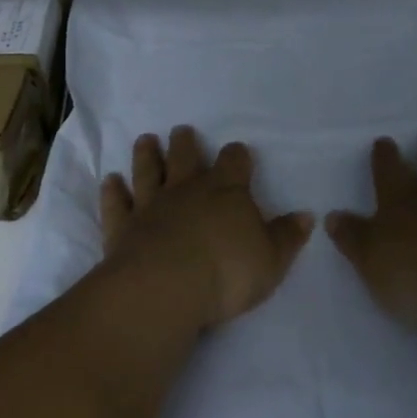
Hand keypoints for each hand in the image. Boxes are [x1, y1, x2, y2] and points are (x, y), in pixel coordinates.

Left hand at [99, 126, 314, 329]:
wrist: (166, 287)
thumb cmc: (227, 272)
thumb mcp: (272, 259)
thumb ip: (288, 236)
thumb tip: (306, 216)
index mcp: (226, 191)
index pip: (234, 162)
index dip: (237, 156)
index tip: (238, 153)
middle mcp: (187, 189)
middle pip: (185, 157)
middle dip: (185, 143)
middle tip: (181, 131)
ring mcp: (151, 205)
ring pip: (147, 171)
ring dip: (146, 155)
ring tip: (145, 140)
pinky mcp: (122, 227)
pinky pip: (117, 204)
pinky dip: (113, 192)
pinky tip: (110, 181)